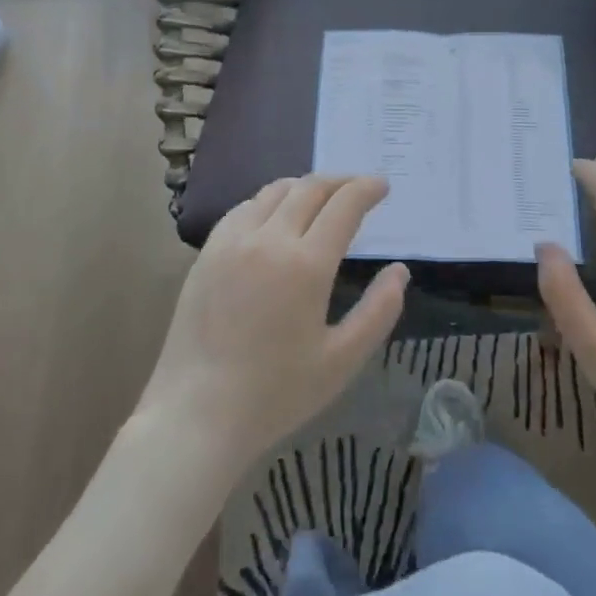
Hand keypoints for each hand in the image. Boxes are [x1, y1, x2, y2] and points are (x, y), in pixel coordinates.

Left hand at [137, 176, 407, 475]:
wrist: (196, 414)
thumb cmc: (275, 394)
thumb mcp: (342, 360)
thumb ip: (378, 311)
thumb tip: (400, 271)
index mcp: (306, 264)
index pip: (343, 205)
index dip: (366, 189)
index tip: (382, 186)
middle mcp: (269, 239)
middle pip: (309, 188)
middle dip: (339, 181)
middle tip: (357, 188)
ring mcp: (232, 242)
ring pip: (274, 192)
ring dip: (304, 187)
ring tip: (320, 198)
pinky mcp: (207, 253)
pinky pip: (243, 208)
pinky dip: (269, 201)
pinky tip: (274, 216)